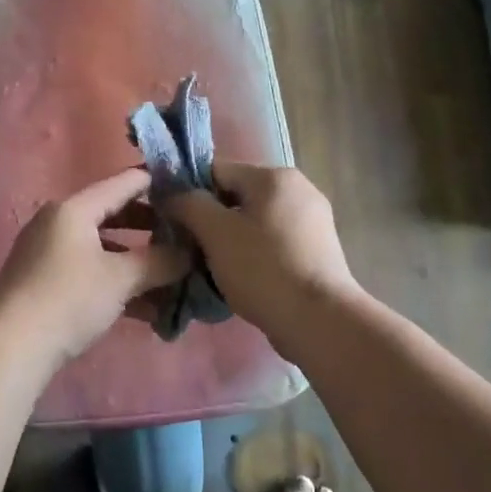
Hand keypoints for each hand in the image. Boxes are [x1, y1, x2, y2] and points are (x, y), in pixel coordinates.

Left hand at [0, 168, 190, 367]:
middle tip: (186, 239)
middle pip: (115, 215)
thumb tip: (189, 253)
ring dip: (137, 264)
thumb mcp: (121, 279)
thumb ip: (159, 262)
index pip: (125, 182)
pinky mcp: (45, 282)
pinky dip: (117, 284)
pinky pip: (90, 272)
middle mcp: (59, 222)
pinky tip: (148, 310)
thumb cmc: (68, 299)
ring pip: (104, 249)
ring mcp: (49, 253)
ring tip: (173, 281)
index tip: (191, 191)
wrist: (9, 347)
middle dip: (152, 230)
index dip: (160, 183)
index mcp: (74, 208)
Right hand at [167, 163, 357, 345]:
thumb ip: (188, 204)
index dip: (188, 192)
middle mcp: (298, 189)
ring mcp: (311, 221)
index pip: (216, 170)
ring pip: (253, 222)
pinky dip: (251, 254)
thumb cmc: (263, 269)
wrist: (319, 320)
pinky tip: (239, 278)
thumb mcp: (216, 232)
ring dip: (228, 240)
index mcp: (275, 177)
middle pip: (235, 196)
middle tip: (187, 249)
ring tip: (208, 268)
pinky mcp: (316, 251)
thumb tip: (172, 194)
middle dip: (208, 220)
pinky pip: (271, 242)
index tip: (170, 221)